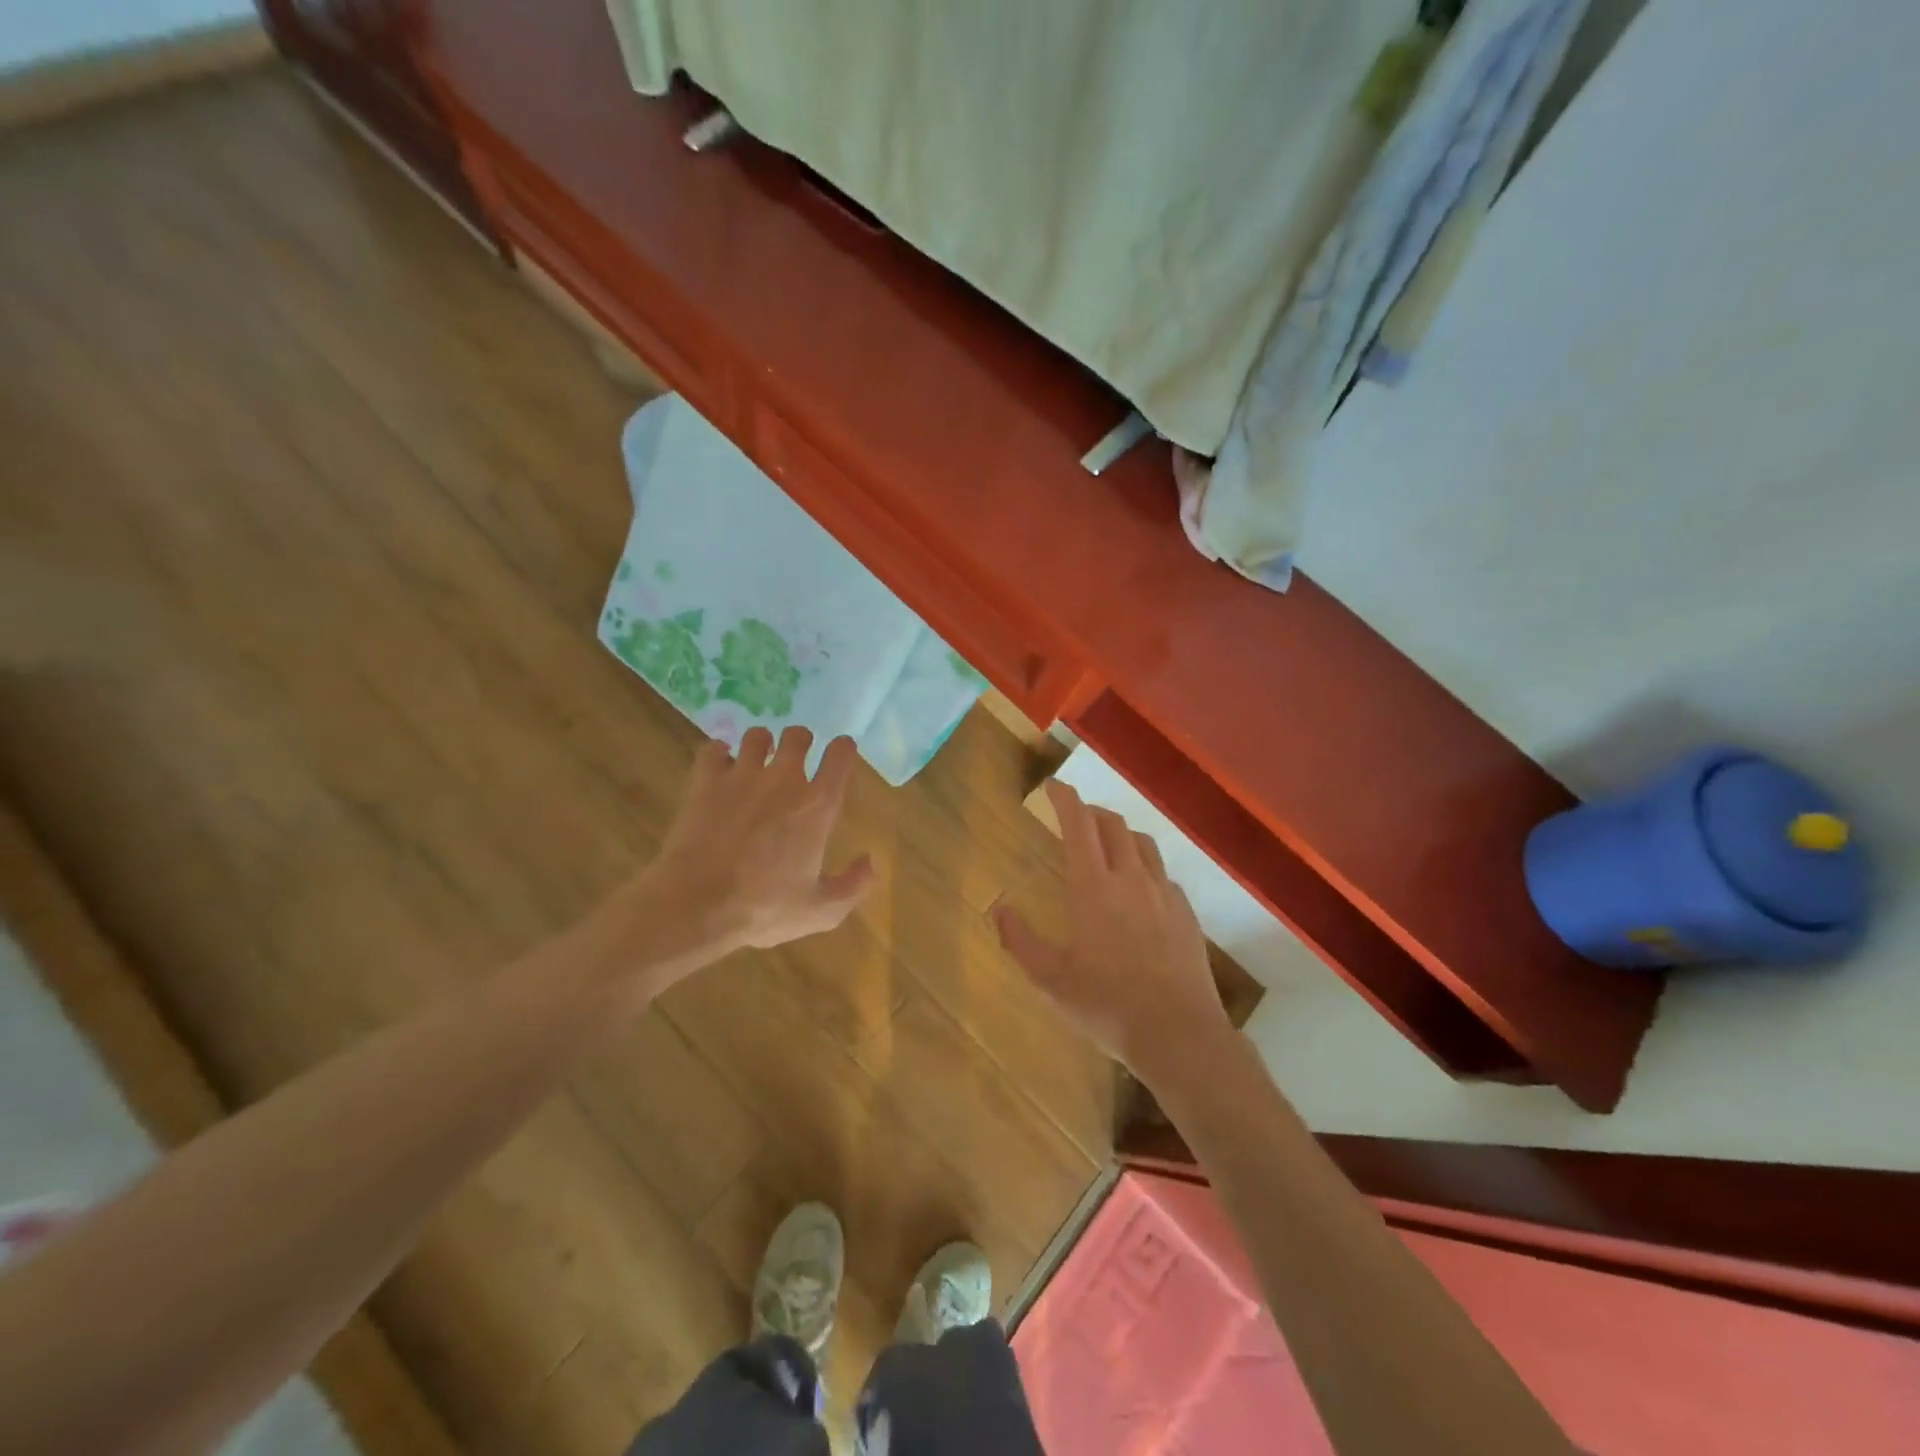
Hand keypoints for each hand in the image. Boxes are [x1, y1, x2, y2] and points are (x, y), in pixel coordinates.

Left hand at [649, 726, 875, 959]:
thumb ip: (853, 885)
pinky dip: (717, 754)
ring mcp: (742, 776)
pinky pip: (713, 749)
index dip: (842, 748)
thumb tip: (871, 860)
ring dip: (760, 745)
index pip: (840, 756)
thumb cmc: (764, 908)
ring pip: (756, 736)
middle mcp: (784, 779)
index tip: (840, 752)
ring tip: (756, 761)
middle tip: (794, 759)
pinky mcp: (705, 781)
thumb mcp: (821, 911)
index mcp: (817, 805)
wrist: (696, 902)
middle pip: (797, 736)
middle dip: (800, 742)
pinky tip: (718, 767)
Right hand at [994, 781, 1232, 1089]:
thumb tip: (999, 908)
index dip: (1065, 798)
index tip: (1053, 785)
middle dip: (1091, 812)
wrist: (1180, 1034)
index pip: (1079, 825)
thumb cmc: (1107, 1006)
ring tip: (1108, 844)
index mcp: (1093, 888)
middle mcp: (1131, 879)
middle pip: (1113, 825)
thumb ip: (1021, 941)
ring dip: (1121, 833)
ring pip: (1143, 844)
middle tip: (1075, 816)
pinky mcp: (1186, 914)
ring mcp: (1164, 895)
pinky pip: (1163, 874)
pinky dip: (1145, 867)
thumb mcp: (1050, 981)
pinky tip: (1140, 889)